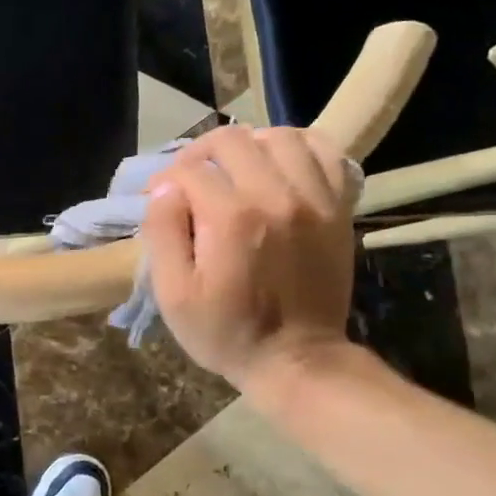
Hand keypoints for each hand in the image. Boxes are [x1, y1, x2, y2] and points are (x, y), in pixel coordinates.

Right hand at [142, 125, 357, 390]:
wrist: (297, 360)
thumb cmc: (226, 332)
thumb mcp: (173, 295)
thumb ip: (162, 233)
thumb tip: (164, 189)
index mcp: (231, 218)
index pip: (188, 170)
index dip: (164, 181)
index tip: (158, 201)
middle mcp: (276, 196)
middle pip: (230, 141)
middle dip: (199, 155)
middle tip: (190, 181)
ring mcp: (314, 199)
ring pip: (278, 136)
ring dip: (248, 146)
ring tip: (234, 170)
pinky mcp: (338, 207)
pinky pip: (325, 152)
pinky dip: (298, 148)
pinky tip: (278, 165)